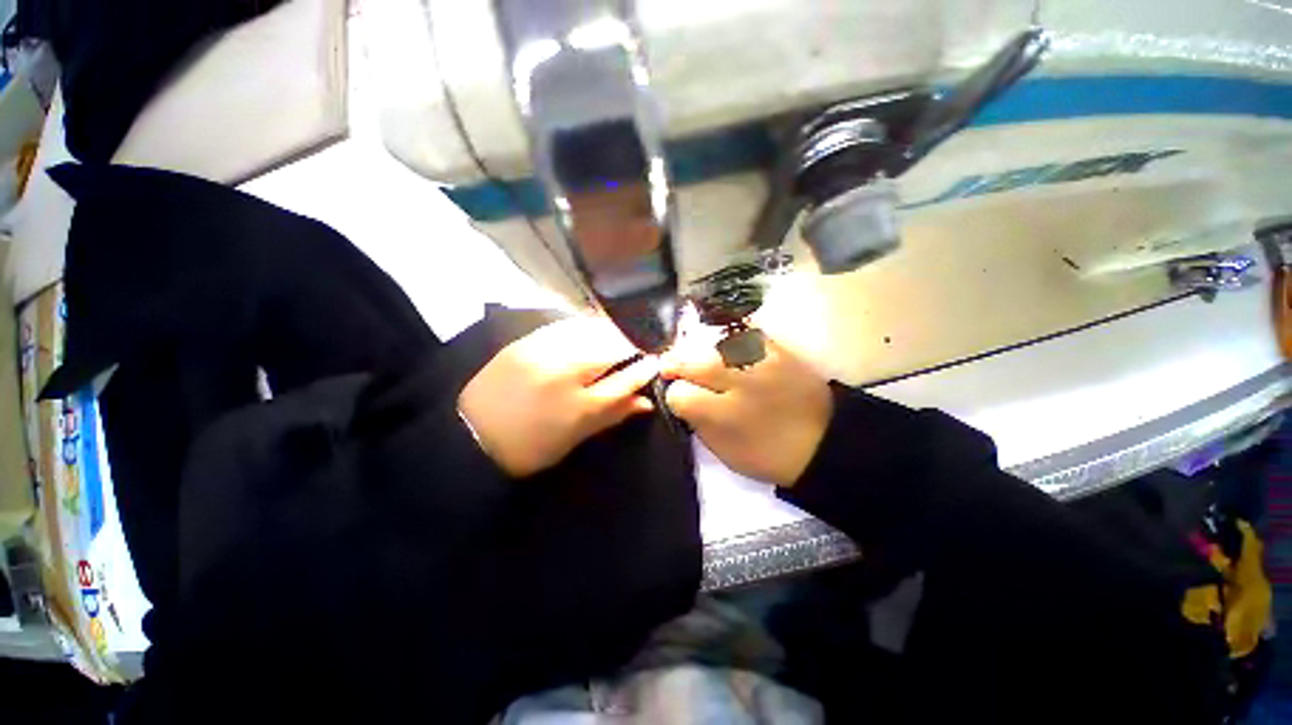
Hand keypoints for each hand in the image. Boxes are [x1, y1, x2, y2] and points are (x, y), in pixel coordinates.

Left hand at [459, 316, 659, 477]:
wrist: (469, 434)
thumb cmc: (528, 448)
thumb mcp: (574, 439)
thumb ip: (612, 415)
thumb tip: (645, 401)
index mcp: (579, 407)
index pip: (625, 380)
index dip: (645, 369)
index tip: (656, 362)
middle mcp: (565, 374)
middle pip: (612, 348)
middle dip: (632, 345)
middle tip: (640, 346)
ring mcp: (544, 353)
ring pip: (591, 331)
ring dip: (611, 331)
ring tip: (620, 334)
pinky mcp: (526, 341)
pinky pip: (566, 325)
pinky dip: (585, 326)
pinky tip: (591, 328)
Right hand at [662, 335, 831, 485]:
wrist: (823, 441)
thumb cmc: (769, 454)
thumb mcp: (725, 452)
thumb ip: (698, 424)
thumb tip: (680, 399)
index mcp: (724, 416)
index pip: (680, 394)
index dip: (674, 396)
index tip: (678, 399)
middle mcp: (739, 383)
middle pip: (693, 363)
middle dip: (675, 364)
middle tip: (669, 366)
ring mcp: (759, 362)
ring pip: (713, 345)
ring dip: (696, 350)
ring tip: (691, 354)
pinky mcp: (777, 349)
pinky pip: (743, 333)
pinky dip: (725, 338)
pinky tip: (719, 345)